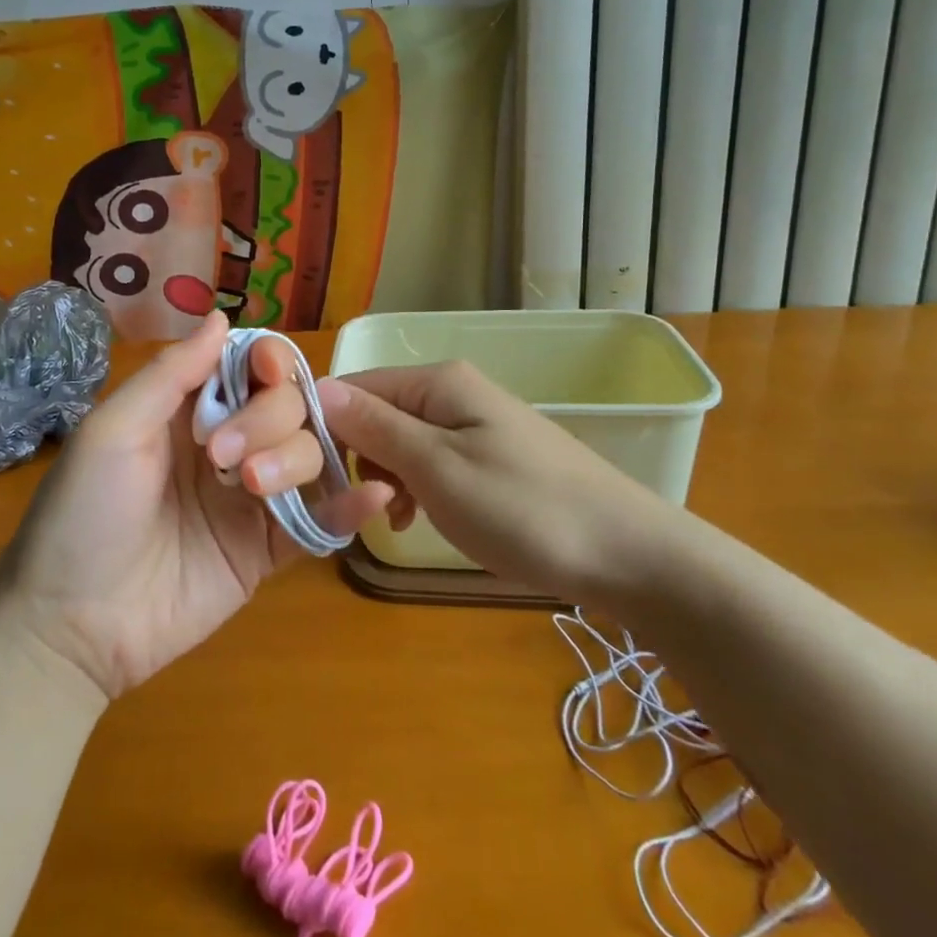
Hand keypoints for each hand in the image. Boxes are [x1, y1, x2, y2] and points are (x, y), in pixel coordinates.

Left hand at [0, 313, 391, 698]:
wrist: (71, 624)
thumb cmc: (83, 513)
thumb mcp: (114, 430)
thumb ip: (172, 374)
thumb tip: (224, 318)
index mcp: (190, 410)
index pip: (251, 369)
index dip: (269, 362)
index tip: (269, 372)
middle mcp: (228, 445)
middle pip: (287, 406)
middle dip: (268, 419)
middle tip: (223, 456)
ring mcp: (252, 499)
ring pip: (308, 453)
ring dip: (294, 460)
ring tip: (253, 490)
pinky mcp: (268, 549)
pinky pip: (320, 519)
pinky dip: (351, 506)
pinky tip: (374, 496)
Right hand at [314, 361, 679, 604]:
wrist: (627, 554)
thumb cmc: (523, 509)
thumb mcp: (437, 469)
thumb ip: (375, 427)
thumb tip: (317, 387)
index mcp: (438, 382)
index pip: (354, 386)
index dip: (324, 426)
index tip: (310, 477)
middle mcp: (453, 391)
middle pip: (375, 412)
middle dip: (359, 457)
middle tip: (367, 507)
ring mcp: (474, 423)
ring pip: (400, 441)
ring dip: (386, 478)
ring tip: (396, 520)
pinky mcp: (488, 455)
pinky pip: (430, 461)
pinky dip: (415, 488)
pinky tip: (419, 519)